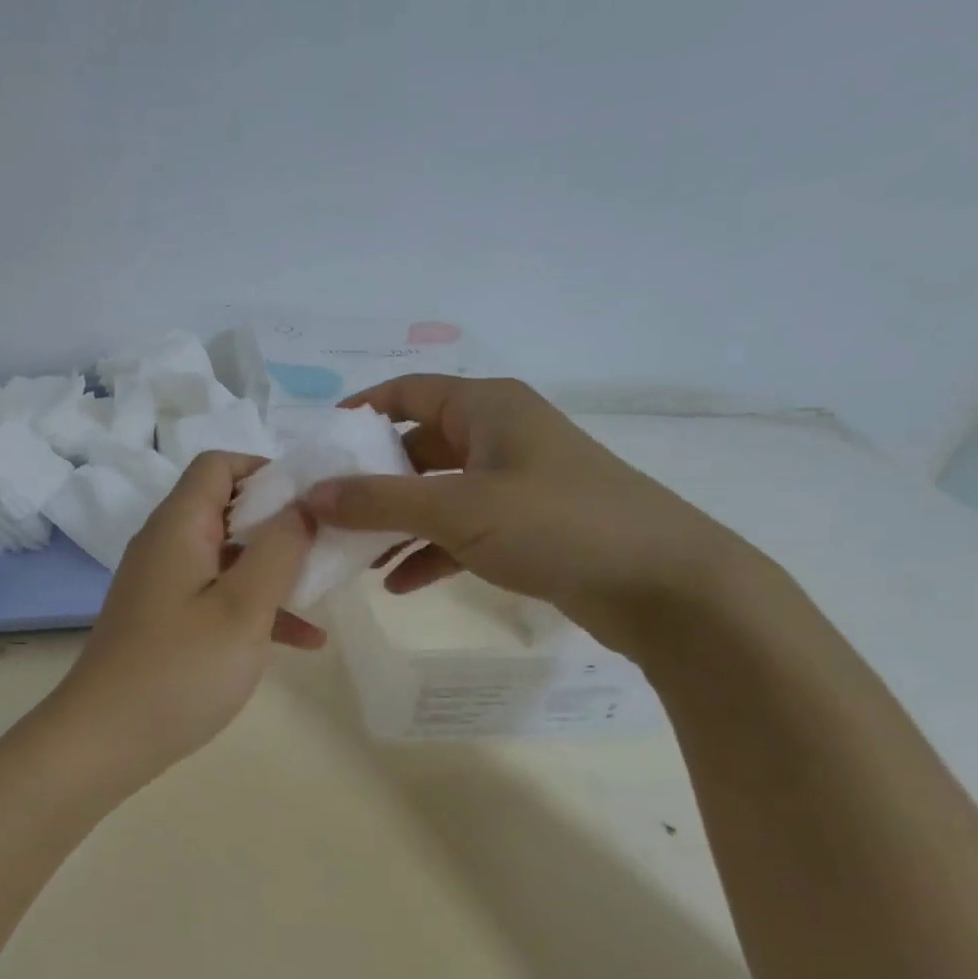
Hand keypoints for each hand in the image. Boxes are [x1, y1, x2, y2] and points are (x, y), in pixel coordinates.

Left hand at [53, 452, 321, 778]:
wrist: (104, 741)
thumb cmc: (180, 670)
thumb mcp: (244, 608)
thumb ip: (279, 550)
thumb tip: (301, 506)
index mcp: (178, 526)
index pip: (218, 465)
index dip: (266, 470)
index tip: (311, 501)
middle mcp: (166, 544)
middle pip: (226, 508)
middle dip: (281, 523)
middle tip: (329, 545)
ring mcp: (164, 584)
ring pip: (228, 556)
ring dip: (275, 569)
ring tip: (326, 591)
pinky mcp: (166, 619)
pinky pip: (217, 595)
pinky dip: (255, 607)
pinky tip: (303, 642)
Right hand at [302, 376, 755, 655]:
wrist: (667, 587)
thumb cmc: (556, 523)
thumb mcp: (456, 508)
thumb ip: (378, 500)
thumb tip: (310, 494)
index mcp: (486, 407)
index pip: (407, 391)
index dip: (359, 411)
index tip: (318, 445)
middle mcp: (499, 435)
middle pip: (416, 446)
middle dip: (371, 480)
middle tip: (327, 510)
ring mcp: (516, 483)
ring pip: (437, 494)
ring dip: (396, 523)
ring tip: (354, 556)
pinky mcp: (528, 527)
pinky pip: (462, 531)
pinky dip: (429, 552)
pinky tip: (398, 584)